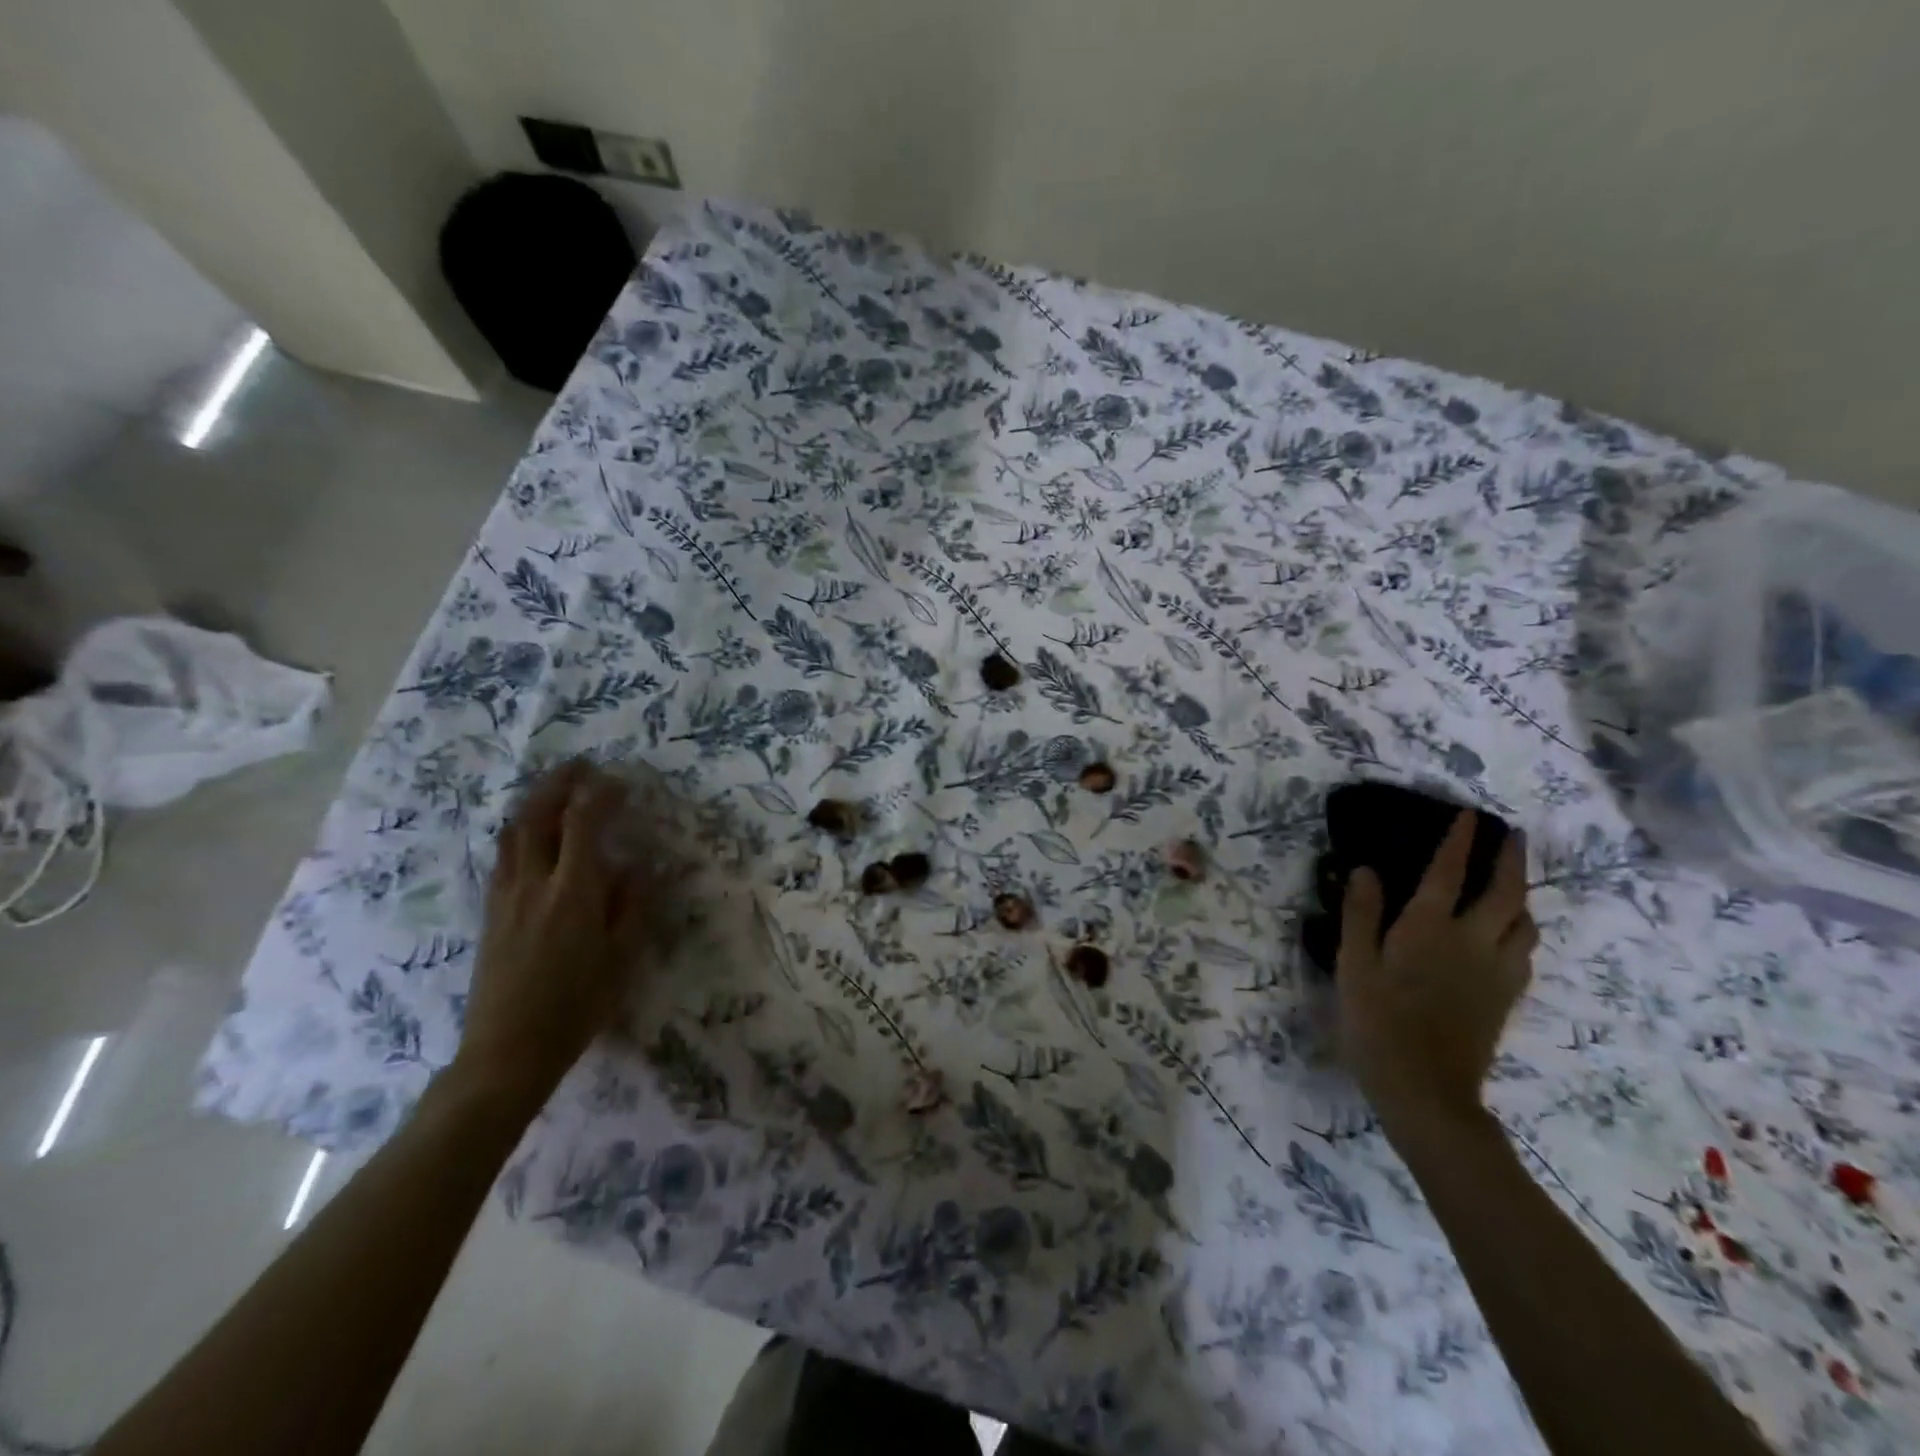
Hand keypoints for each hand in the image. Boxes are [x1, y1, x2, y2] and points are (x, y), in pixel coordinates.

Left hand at [450, 760, 659, 1111]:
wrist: (508, 1049)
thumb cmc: (577, 1005)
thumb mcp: (621, 957)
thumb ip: (630, 905)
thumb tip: (634, 866)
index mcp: (572, 892)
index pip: (583, 824)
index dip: (600, 795)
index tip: (618, 781)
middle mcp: (534, 884)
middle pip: (537, 817)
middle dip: (558, 784)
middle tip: (579, 766)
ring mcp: (505, 897)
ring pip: (512, 833)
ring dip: (533, 802)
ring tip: (553, 789)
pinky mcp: (490, 912)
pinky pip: (503, 856)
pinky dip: (519, 830)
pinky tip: (530, 834)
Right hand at [1336, 812, 1536, 1122]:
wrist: (1425, 1088)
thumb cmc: (1376, 1021)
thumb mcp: (1353, 964)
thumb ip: (1360, 914)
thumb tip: (1366, 868)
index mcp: (1428, 929)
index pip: (1448, 873)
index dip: (1459, 841)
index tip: (1468, 814)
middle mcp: (1471, 942)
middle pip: (1504, 892)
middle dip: (1511, 859)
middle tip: (1511, 835)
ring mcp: (1496, 972)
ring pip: (1525, 923)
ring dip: (1522, 895)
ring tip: (1513, 884)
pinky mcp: (1506, 998)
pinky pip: (1525, 953)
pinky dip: (1521, 931)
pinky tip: (1510, 936)